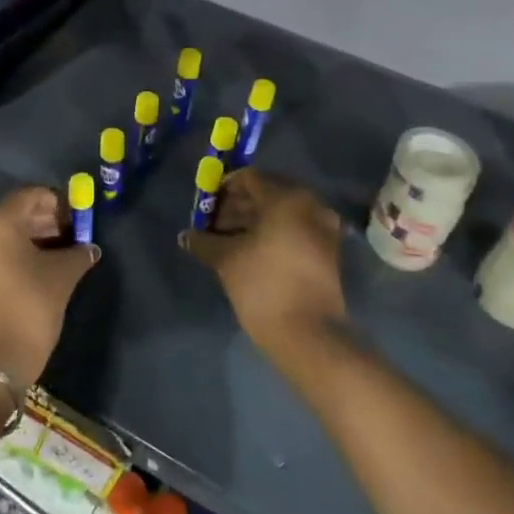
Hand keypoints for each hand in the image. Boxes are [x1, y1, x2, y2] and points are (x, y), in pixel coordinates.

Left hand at [0, 186, 99, 389]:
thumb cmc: (26, 309)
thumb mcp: (61, 277)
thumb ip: (77, 254)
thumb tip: (89, 248)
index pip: (32, 196)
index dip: (60, 205)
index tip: (79, 222)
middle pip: (14, 213)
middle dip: (45, 223)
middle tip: (71, 239)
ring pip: (0, 233)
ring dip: (29, 239)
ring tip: (57, 257)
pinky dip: (11, 254)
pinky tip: (34, 270)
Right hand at [180, 169, 347, 370]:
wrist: (309, 335)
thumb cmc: (264, 285)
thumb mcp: (226, 260)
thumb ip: (204, 241)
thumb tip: (186, 235)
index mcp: (287, 197)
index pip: (249, 179)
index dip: (223, 190)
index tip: (205, 207)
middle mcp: (310, 204)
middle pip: (266, 194)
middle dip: (237, 207)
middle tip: (213, 225)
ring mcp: (323, 228)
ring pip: (281, 214)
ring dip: (253, 222)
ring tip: (226, 242)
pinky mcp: (327, 251)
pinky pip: (294, 230)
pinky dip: (272, 234)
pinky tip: (250, 252)